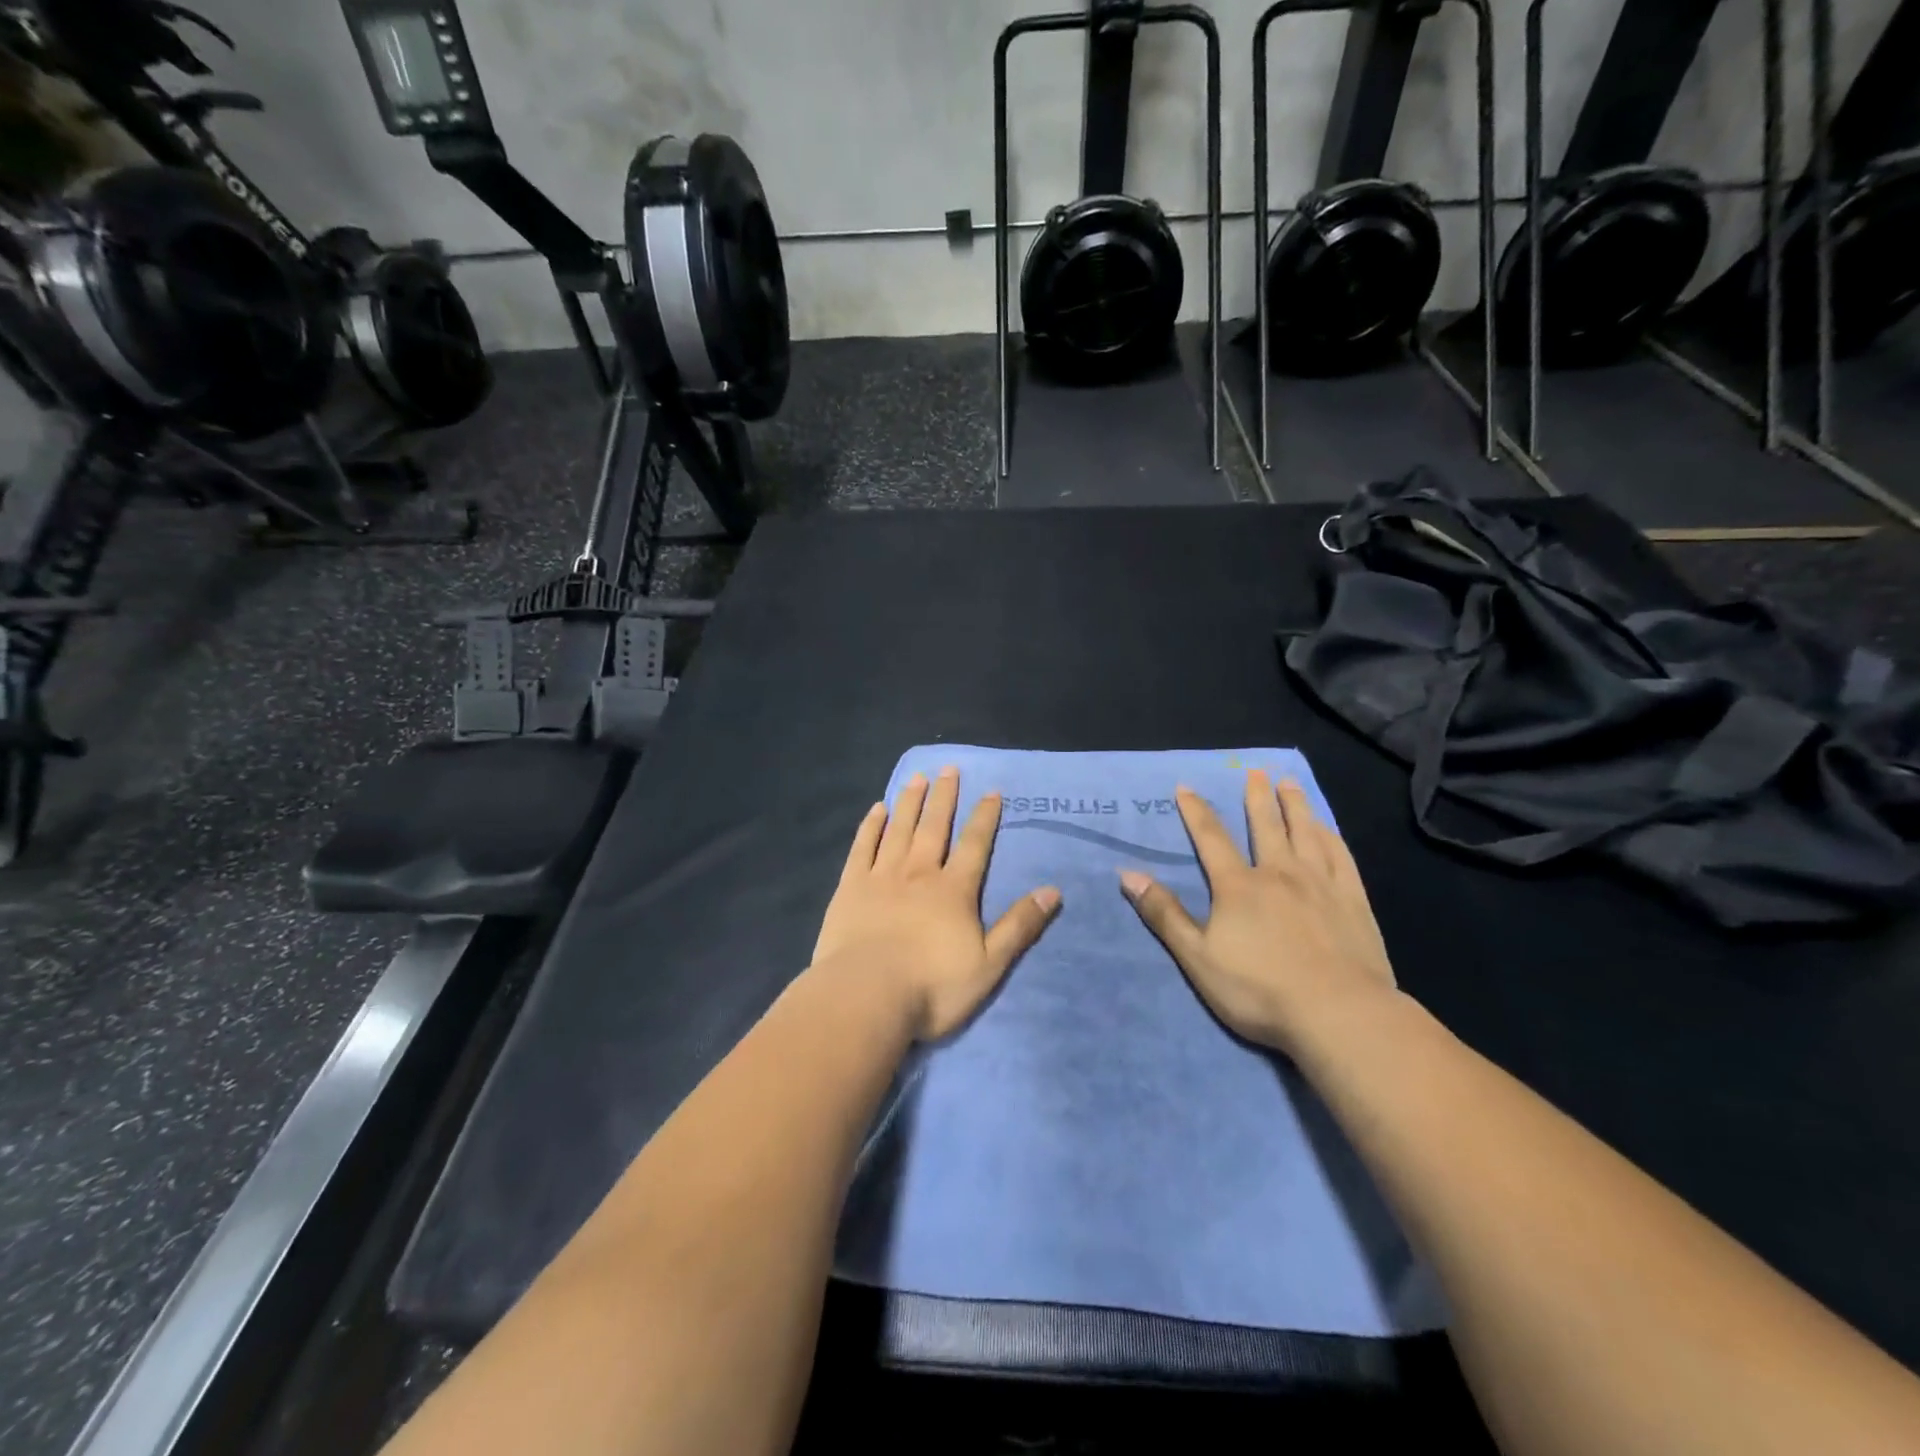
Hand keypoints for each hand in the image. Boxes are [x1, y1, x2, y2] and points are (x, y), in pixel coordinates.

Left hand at [811, 766, 1062, 1040]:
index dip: (984, 817)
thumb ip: (1020, 926)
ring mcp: (882, 876)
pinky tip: (876, 809)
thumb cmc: (932, 987)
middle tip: (949, 769)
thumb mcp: (989, 964)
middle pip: (934, 826)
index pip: (974, 845)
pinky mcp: (850, 887)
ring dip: (910, 802)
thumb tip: (1053, 891)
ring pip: (899, 829)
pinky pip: (863, 847)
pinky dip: (871, 826)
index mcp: (954, 890)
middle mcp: (919, 872)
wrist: (866, 996)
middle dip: (944, 797)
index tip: (991, 791)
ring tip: (917, 778)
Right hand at [1120, 771, 1397, 1053]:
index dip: (1196, 811)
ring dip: (1295, 806)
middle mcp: (1279, 873)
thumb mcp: (1197, 957)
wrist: (1339, 1014)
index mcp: (1238, 886)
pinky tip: (1327, 829)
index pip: (1211, 838)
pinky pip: (1341, 857)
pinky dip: (1330, 837)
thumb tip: (1128, 875)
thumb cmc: (1259, 990)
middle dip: (1257, 797)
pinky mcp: (1353, 902)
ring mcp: (1321, 885)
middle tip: (1256, 771)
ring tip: (1289, 783)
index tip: (1186, 787)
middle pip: (1265, 826)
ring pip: (1305, 833)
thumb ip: (1164, 914)